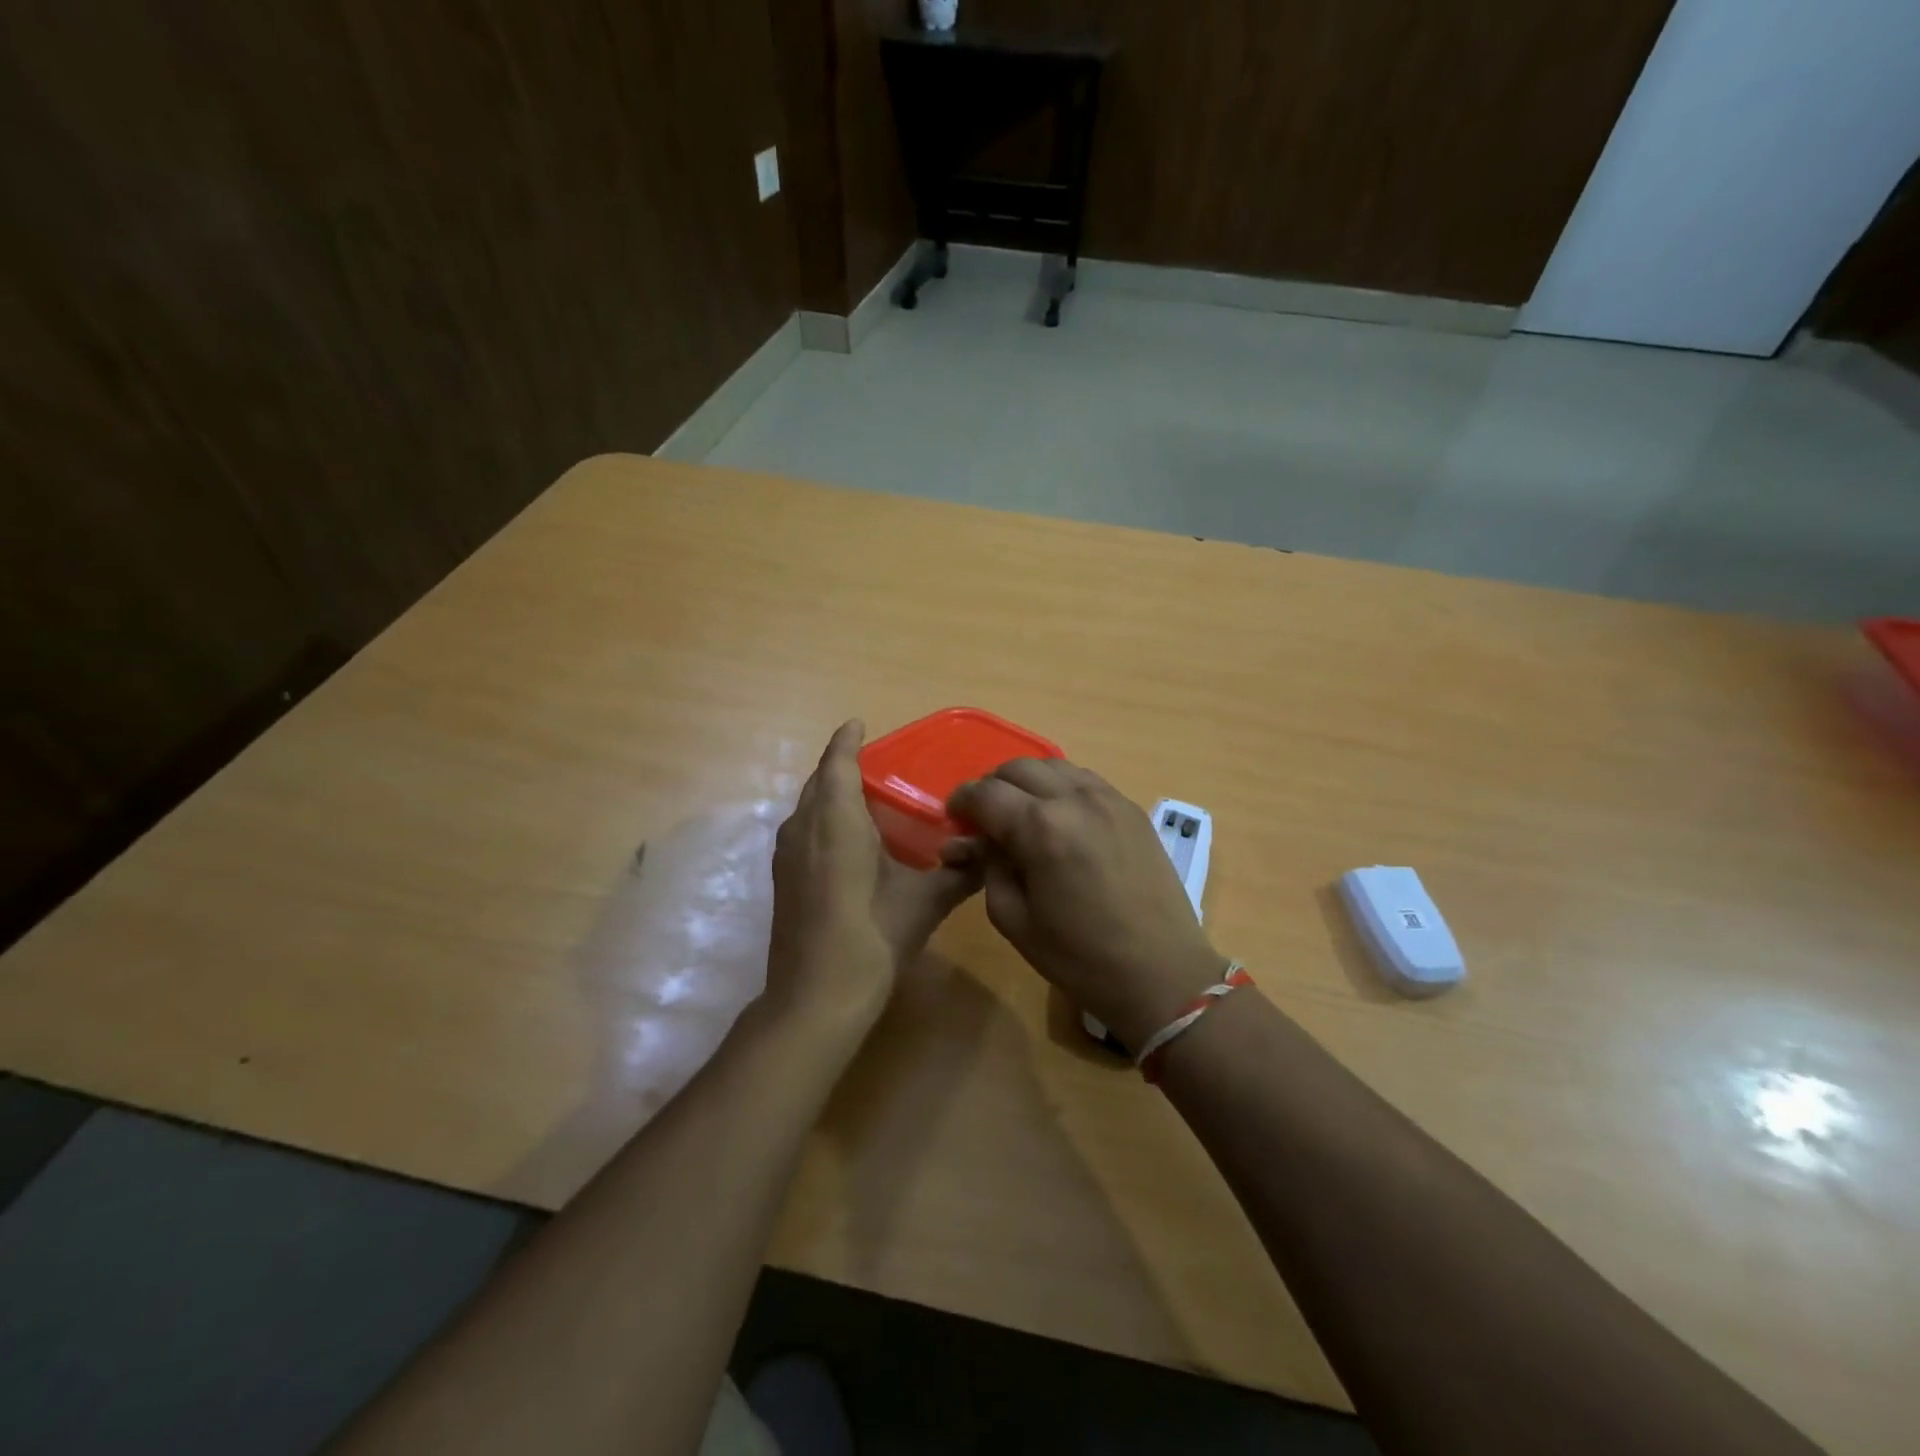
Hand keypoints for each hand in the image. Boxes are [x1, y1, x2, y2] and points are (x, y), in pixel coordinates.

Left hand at [767, 720, 980, 1027]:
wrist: (815, 998)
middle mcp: (804, 828)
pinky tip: (847, 843)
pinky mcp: (783, 881)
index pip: (838, 764)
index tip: (859, 724)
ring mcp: (787, 856)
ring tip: (864, 799)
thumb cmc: (872, 938)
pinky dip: (822, 821)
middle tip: (876, 765)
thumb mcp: (923, 903)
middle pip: (819, 783)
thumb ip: (957, 874)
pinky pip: (803, 832)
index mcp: (836, 821)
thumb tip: (987, 855)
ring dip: (830, 795)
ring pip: (807, 808)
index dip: (847, 741)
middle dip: (841, 766)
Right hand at [946, 760, 1228, 1050]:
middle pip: (1018, 767)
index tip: (954, 816)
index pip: (986, 793)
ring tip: (1021, 813)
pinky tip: (1059, 816)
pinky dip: (1061, 787)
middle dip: (993, 786)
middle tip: (985, 818)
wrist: (1162, 973)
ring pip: (1054, 766)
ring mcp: (1109, 798)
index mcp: (1040, 827)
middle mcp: (1074, 798)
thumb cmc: (1080, 957)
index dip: (962, 801)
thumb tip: (974, 841)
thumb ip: (988, 867)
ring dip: (1028, 782)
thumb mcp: (1014, 918)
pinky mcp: (1132, 808)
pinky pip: (1085, 780)